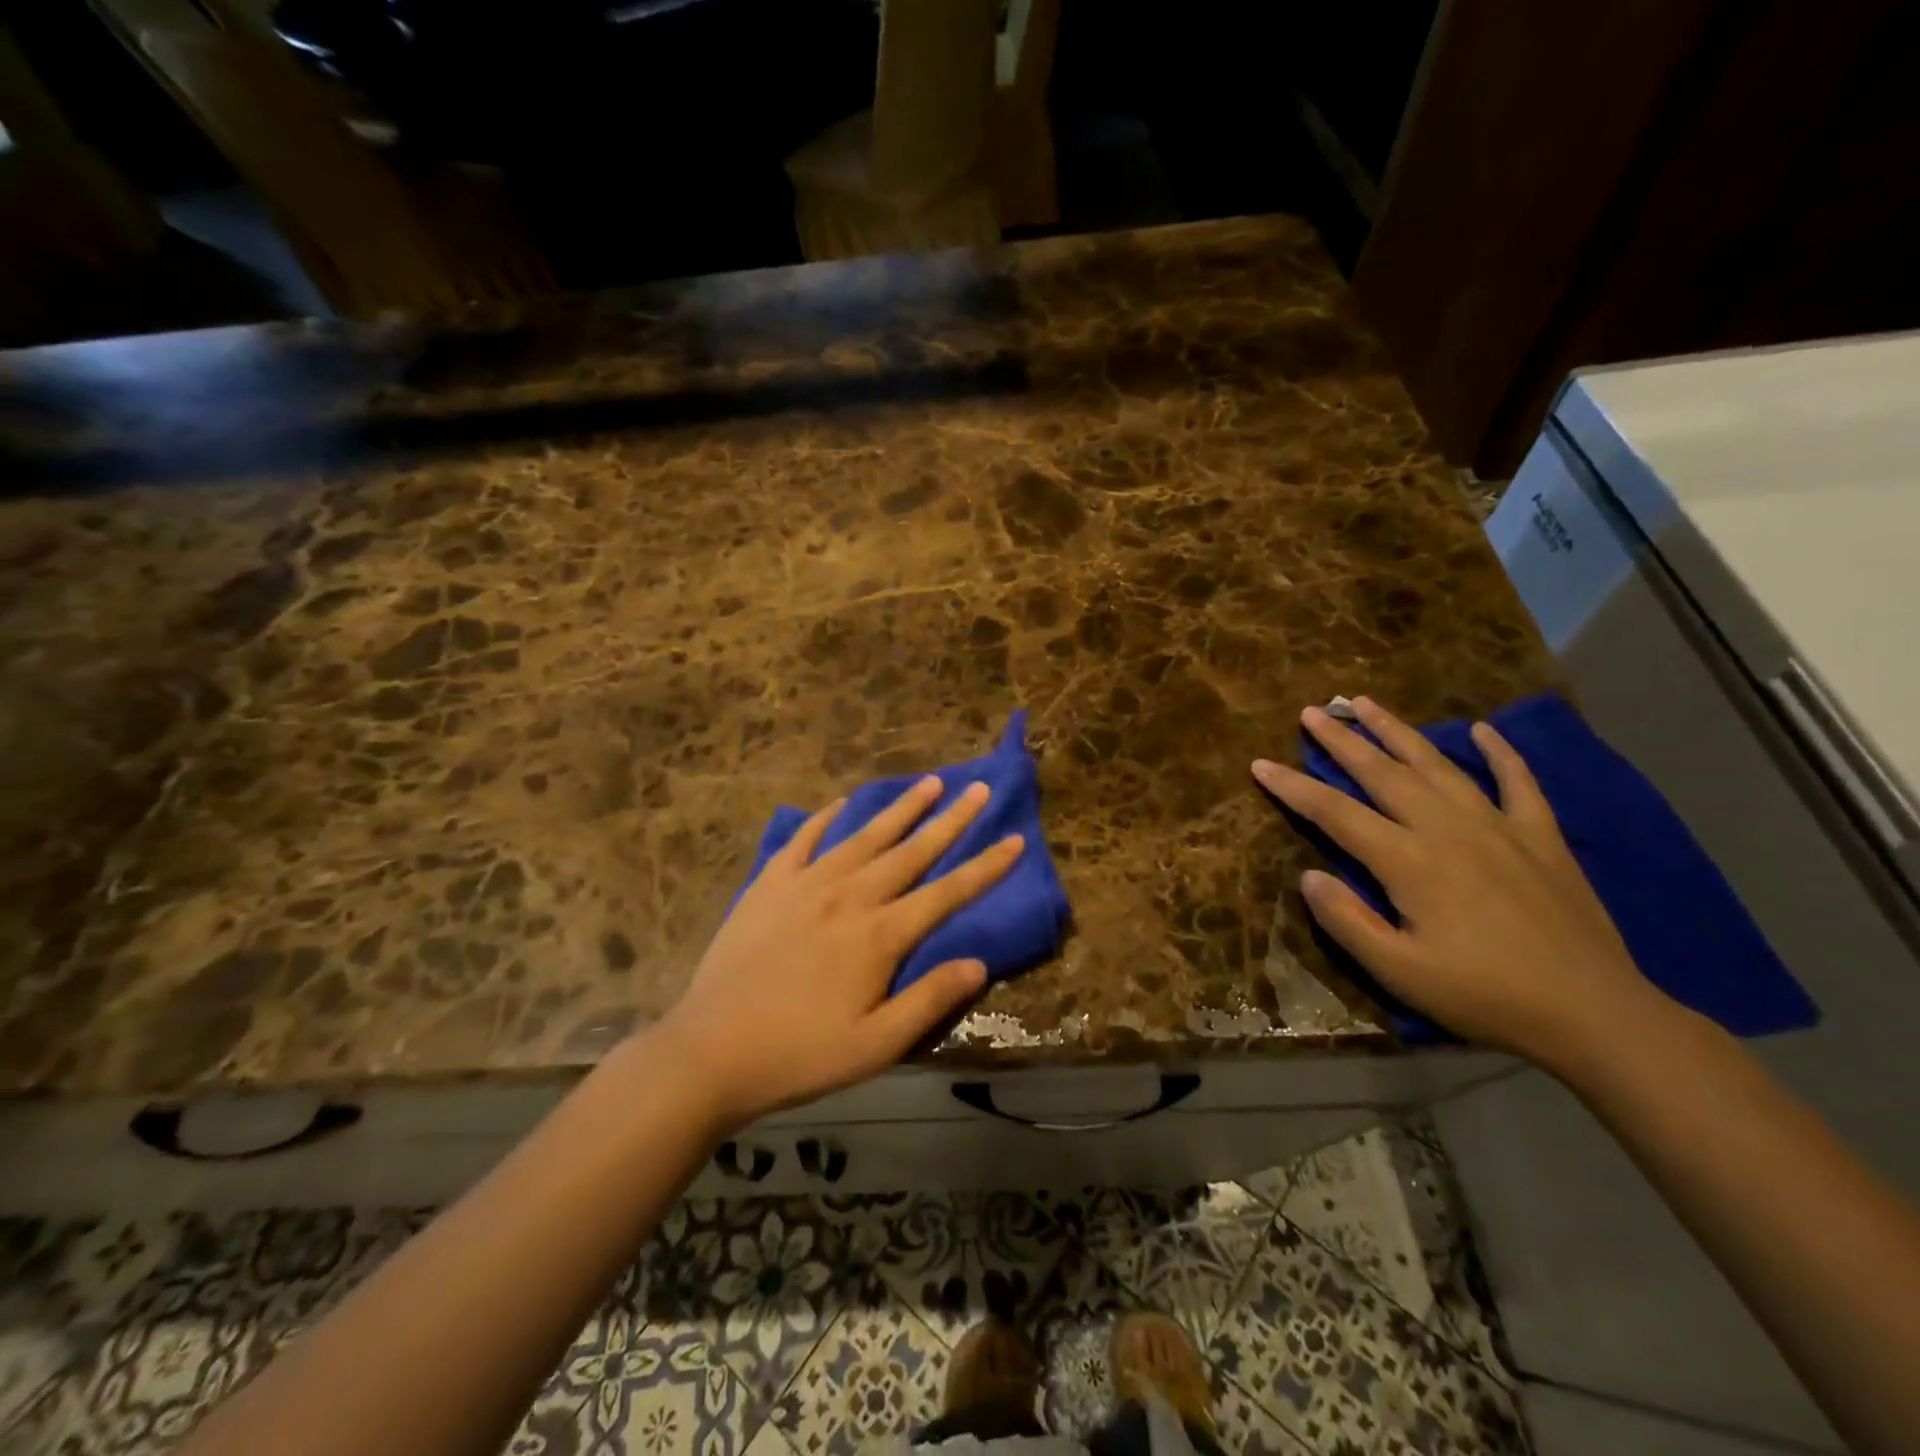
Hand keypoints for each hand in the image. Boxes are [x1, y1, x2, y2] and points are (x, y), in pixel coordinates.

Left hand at [657, 777, 1024, 1131]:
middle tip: (978, 788)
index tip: (1015, 839)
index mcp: (880, 936)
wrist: (712, 1050)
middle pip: (911, 851)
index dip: (985, 867)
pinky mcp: (769, 884)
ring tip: (929, 782)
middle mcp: (850, 896)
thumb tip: (979, 963)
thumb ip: (930, 999)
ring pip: (865, 836)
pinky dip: (826, 818)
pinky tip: (842, 803)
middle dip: (951, 819)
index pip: (947, 893)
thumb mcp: (876, 1045)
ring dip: (901, 808)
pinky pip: (804, 839)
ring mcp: (807, 884)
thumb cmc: (800, 1054)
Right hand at [1252, 697, 1668, 1066]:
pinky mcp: (1541, 837)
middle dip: (1342, 740)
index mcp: (1409, 861)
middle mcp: (1447, 829)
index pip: (1335, 813)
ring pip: (1437, 764)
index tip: (1260, 764)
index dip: (1294, 787)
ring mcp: (1498, 827)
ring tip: (1366, 702)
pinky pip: (1518, 782)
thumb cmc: (1484, 995)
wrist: (1594, 1014)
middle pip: (1382, 773)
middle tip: (1312, 712)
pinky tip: (1485, 729)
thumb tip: (1308, 876)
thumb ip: (1347, 921)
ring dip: (1398, 731)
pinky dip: (1501, 753)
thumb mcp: (1399, 972)